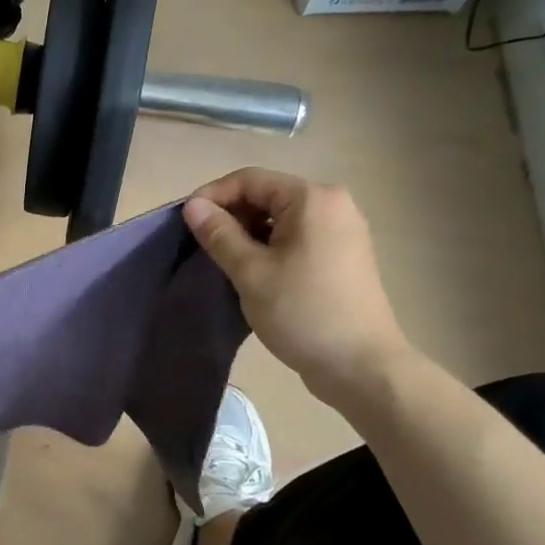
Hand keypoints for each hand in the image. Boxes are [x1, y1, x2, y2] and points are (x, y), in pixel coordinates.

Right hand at [184, 169, 413, 399]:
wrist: (360, 364)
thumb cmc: (302, 312)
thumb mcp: (251, 272)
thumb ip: (220, 234)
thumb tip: (193, 206)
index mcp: (312, 199)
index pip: (250, 179)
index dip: (212, 196)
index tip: (185, 224)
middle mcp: (332, 204)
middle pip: (267, 195)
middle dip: (230, 216)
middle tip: (201, 246)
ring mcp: (341, 231)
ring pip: (280, 219)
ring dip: (247, 234)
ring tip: (223, 262)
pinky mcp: (342, 256)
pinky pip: (295, 238)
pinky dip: (268, 247)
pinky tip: (252, 273)